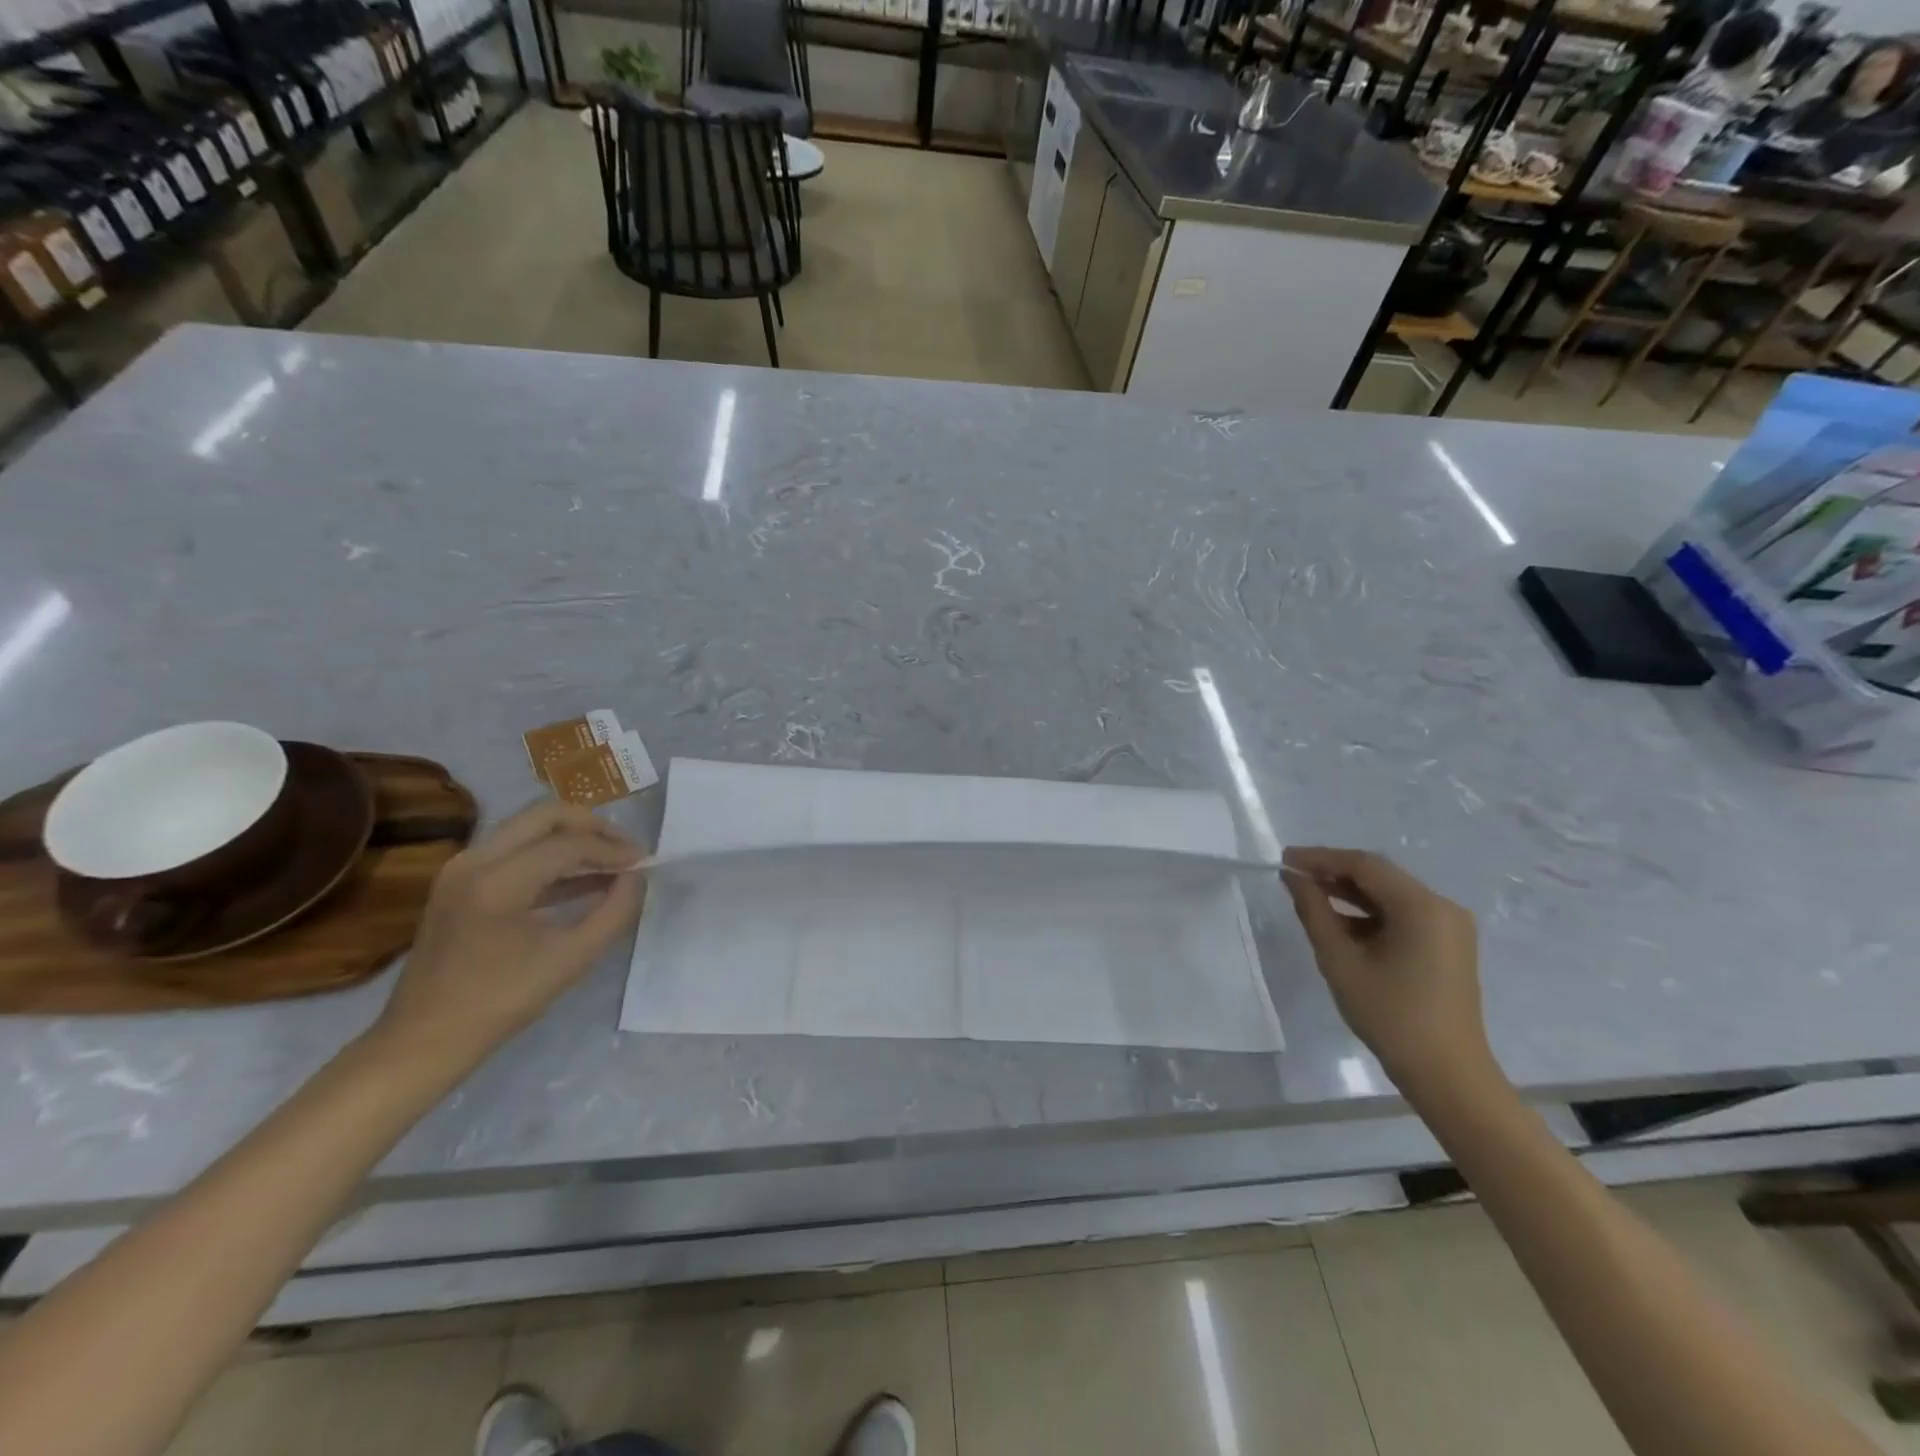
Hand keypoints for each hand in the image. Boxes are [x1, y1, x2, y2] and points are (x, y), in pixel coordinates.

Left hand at [370, 802, 645, 1074]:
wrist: (424, 1039)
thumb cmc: (501, 1002)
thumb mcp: (572, 959)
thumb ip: (615, 912)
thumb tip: (636, 877)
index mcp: (498, 881)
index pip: (569, 845)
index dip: (613, 849)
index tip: (645, 863)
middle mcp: (474, 860)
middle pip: (545, 816)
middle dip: (594, 827)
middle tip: (626, 850)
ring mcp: (461, 868)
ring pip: (529, 828)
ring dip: (572, 838)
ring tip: (611, 861)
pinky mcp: (459, 881)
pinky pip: (514, 850)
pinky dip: (550, 856)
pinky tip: (583, 878)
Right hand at [1282, 846, 1497, 1098]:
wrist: (1447, 1074)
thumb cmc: (1390, 1016)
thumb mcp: (1340, 961)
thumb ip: (1314, 912)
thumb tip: (1293, 878)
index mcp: (1422, 907)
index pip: (1364, 865)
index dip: (1321, 858)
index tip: (1284, 860)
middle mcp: (1442, 907)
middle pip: (1380, 876)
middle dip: (1334, 872)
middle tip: (1292, 875)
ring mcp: (1449, 926)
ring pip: (1390, 895)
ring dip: (1350, 893)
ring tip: (1308, 895)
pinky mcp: (1448, 944)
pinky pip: (1403, 914)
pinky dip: (1369, 913)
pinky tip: (1339, 922)